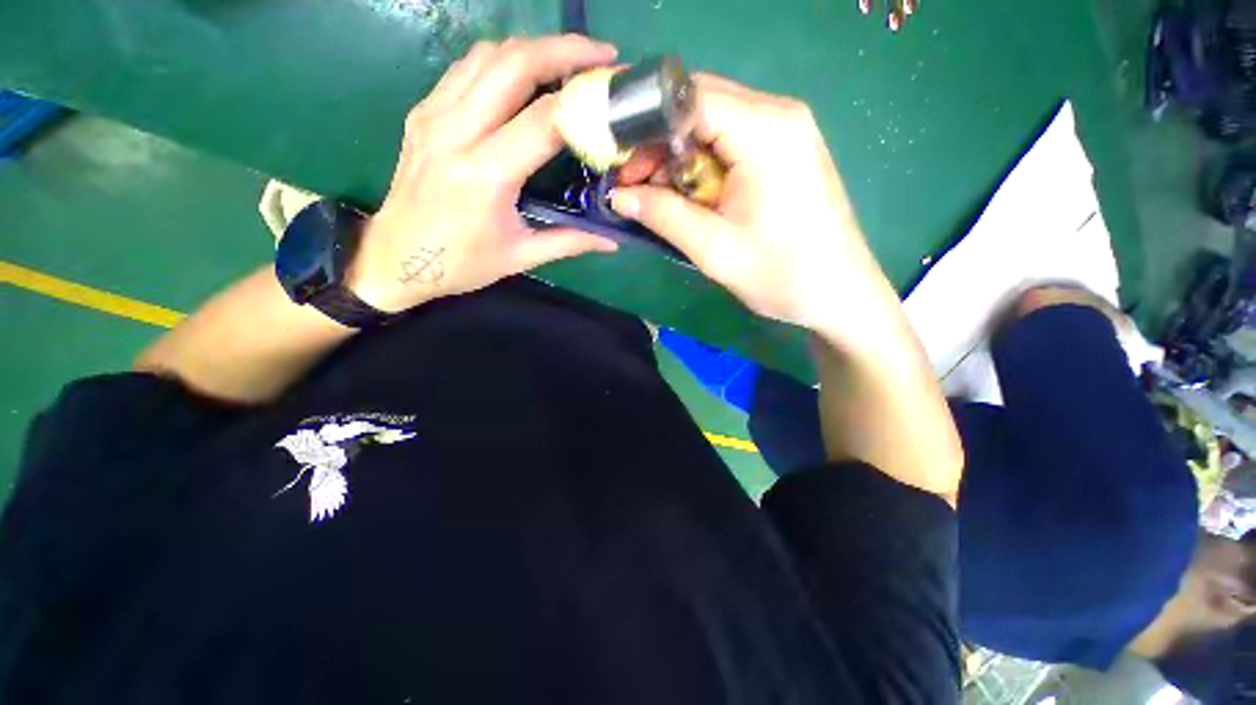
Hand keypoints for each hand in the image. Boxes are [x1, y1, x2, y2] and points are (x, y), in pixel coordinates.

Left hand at [348, 35, 619, 312]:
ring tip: (567, 63)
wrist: (393, 258)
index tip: (614, 89)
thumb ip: (570, 242)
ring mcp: (434, 115)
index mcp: (486, 174)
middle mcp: (457, 131)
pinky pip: (466, 68)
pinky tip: (523, 78)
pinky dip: (502, 61)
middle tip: (600, 57)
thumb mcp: (521, 257)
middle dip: (564, 49)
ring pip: (488, 54)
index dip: (584, 99)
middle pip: (514, 63)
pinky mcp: (423, 112)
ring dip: (533, 49)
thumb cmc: (461, 264)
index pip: (544, 119)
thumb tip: (612, 240)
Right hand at [611, 75, 894, 344]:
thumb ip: (662, 215)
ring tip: (665, 201)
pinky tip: (696, 199)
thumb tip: (618, 196)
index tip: (623, 169)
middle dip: (660, 145)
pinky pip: (731, 142)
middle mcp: (778, 114)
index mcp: (765, 129)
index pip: (688, 99)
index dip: (647, 129)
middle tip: (637, 189)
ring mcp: (786, 130)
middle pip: (699, 106)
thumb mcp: (713, 248)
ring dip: (681, 160)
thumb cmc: (781, 274)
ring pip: (712, 125)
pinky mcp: (786, 150)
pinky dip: (704, 167)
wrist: (839, 295)